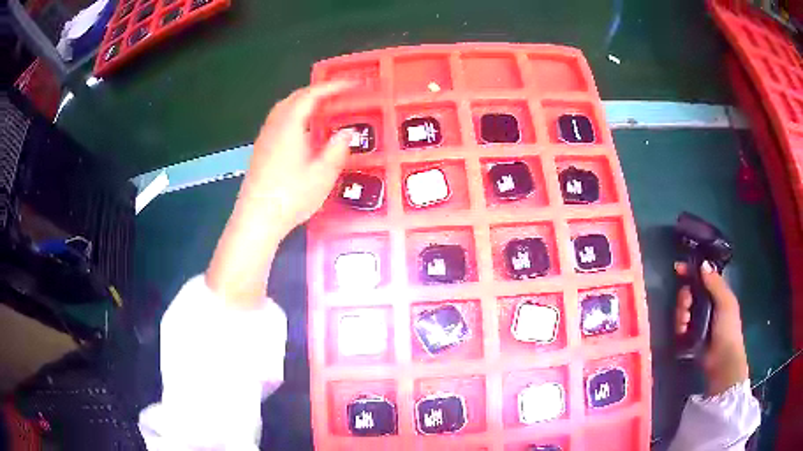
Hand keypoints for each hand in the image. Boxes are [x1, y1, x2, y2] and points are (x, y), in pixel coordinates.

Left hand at [240, 80, 355, 234]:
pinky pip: (278, 122)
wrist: (256, 219)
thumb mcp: (322, 174)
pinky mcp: (260, 151)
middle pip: (294, 98)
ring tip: (321, 109)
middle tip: (337, 94)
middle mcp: (274, 126)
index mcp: (290, 126)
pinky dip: (293, 115)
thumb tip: (347, 132)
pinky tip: (302, 131)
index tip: (351, 84)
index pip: (311, 96)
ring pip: (283, 109)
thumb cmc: (290, 196)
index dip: (332, 87)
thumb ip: (337, 149)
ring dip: (303, 103)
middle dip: (316, 91)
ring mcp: (264, 139)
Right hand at [675, 261, 749, 395]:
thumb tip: (703, 263)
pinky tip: (683, 331)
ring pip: (683, 309)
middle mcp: (706, 304)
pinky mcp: (689, 336)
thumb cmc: (728, 328)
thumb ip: (715, 283)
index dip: (691, 271)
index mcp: (717, 293)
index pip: (702, 277)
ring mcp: (697, 321)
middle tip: (687, 305)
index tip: (678, 269)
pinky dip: (680, 326)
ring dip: (681, 313)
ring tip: (685, 323)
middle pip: (689, 292)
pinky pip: (680, 325)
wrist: (722, 360)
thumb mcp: (725, 302)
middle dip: (684, 297)